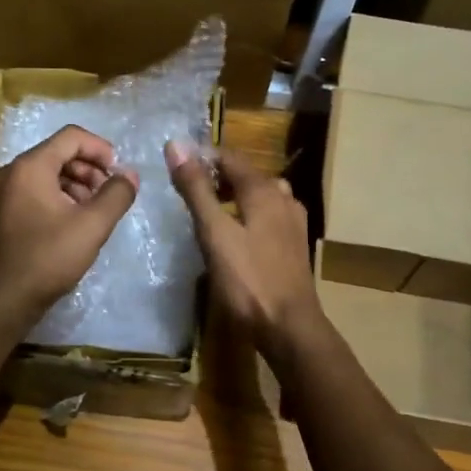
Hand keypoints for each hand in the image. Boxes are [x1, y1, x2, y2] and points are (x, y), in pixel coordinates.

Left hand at [0, 125, 138, 331]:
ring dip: (74, 185)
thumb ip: (116, 195)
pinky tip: (69, 225)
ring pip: (44, 175)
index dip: (101, 149)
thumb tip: (130, 175)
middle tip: (108, 195)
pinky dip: (55, 199)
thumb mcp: (92, 226)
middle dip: (88, 170)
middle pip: (56, 154)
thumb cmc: (47, 259)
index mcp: (28, 167)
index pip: (71, 137)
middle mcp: (8, 173)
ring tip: (92, 212)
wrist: (0, 302)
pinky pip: (31, 193)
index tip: (119, 173)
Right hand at [165, 140, 321, 359]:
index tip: (176, 167)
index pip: (229, 157)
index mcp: (264, 190)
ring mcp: (293, 222)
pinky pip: (269, 216)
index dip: (202, 158)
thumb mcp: (214, 233)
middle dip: (218, 177)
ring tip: (210, 212)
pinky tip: (237, 235)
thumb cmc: (248, 280)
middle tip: (188, 191)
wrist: (289, 326)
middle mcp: (284, 198)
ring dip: (235, 196)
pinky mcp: (295, 245)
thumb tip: (175, 144)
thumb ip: (195, 189)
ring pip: (261, 196)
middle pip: (247, 175)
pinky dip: (250, 215)